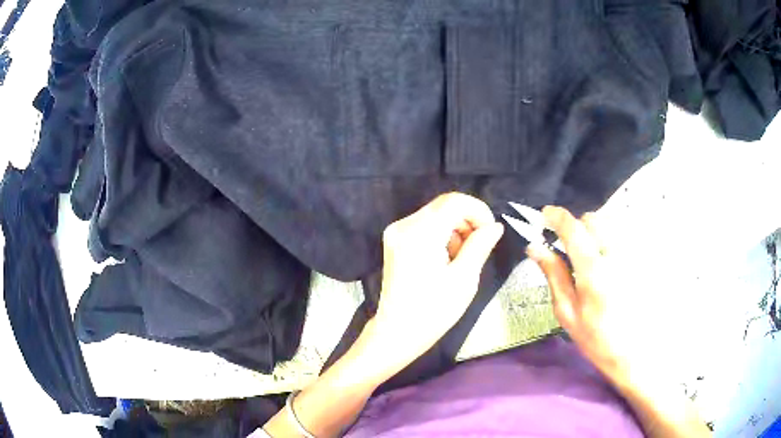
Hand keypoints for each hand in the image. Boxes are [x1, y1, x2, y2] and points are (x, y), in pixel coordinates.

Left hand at [369, 192, 503, 371]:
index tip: (490, 232)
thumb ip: (480, 245)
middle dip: (467, 221)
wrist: (397, 332)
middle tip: (478, 248)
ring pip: (436, 214)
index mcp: (420, 233)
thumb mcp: (464, 279)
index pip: (454, 201)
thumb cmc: (433, 311)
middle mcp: (404, 225)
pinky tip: (444, 259)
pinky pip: (425, 225)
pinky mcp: (395, 240)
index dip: (478, 211)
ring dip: (455, 229)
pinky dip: (441, 235)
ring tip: (460, 259)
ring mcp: (396, 232)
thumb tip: (495, 226)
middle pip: (444, 205)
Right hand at [527, 206, 711, 437]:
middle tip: (571, 250)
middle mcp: (616, 254)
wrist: (637, 352)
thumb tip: (535, 247)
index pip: (573, 228)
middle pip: (593, 220)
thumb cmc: (598, 338)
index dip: (556, 217)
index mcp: (593, 270)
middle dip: (578, 228)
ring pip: (609, 226)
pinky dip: (611, 244)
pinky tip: (612, 269)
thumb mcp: (568, 313)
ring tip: (594, 263)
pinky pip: (623, 238)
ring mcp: (633, 254)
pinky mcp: (644, 258)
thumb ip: (554, 275)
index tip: (544, 216)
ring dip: (595, 235)